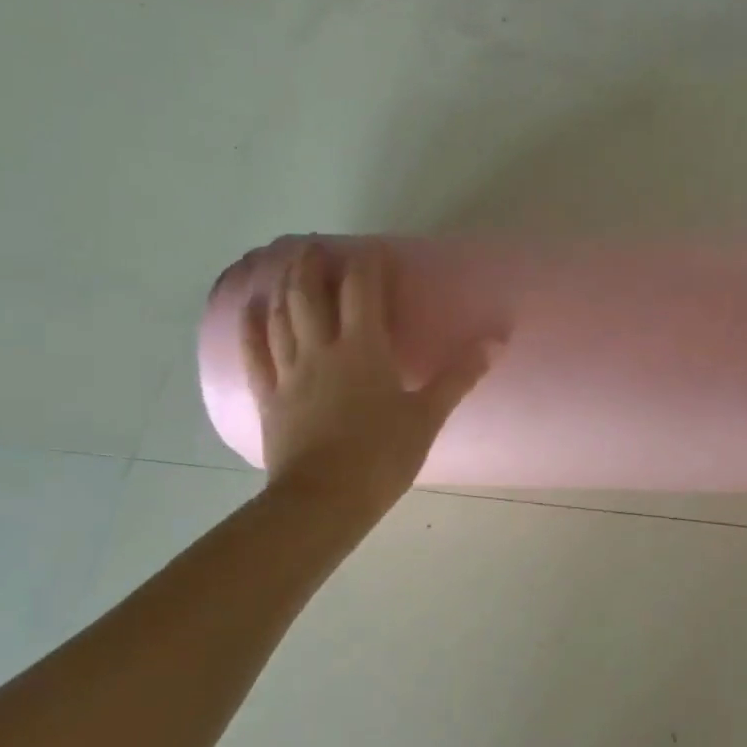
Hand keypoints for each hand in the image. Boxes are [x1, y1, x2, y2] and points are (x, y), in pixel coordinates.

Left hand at [241, 240, 497, 508]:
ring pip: (281, 318)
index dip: (366, 265)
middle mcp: (321, 350)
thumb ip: (459, 375)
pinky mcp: (270, 398)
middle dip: (312, 266)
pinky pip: (255, 355)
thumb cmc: (382, 456)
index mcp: (363, 349)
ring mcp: (289, 372)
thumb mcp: (428, 416)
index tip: (372, 249)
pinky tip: (249, 310)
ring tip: (287, 267)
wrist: (324, 500)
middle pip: (310, 295)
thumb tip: (497, 339)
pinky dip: (250, 328)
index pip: (362, 291)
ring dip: (284, 287)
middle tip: (315, 246)